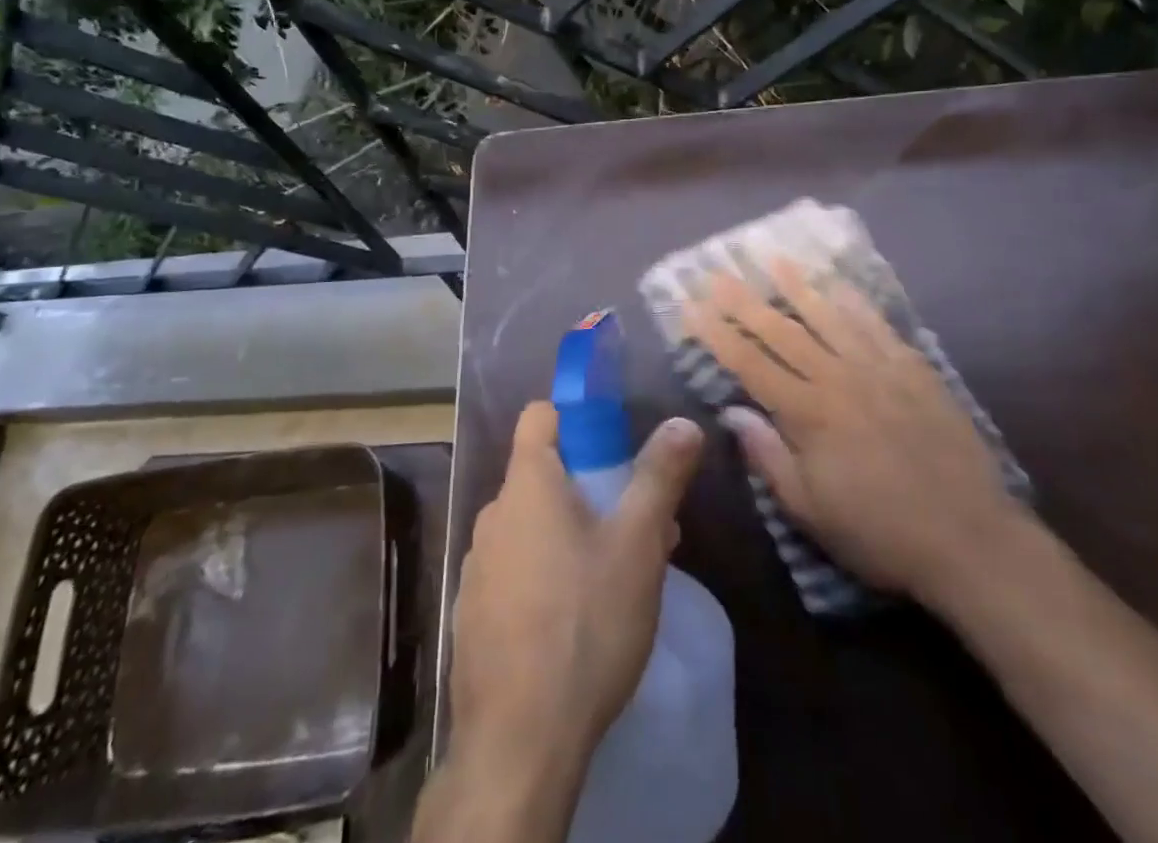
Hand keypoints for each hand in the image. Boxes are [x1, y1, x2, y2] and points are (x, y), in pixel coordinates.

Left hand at [441, 402, 704, 801]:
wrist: (518, 742)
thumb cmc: (584, 622)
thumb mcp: (637, 545)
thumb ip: (659, 477)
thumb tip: (683, 422)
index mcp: (527, 484)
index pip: (540, 415)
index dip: (575, 417)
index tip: (613, 442)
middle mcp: (493, 514)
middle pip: (544, 474)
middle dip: (592, 487)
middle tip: (637, 524)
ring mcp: (478, 565)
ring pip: (533, 524)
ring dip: (573, 532)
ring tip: (619, 575)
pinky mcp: (475, 611)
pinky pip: (517, 567)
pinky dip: (547, 571)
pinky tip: (579, 617)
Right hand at [684, 259, 1025, 612]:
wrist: (971, 540)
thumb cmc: (880, 533)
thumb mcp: (811, 510)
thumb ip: (768, 456)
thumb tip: (733, 412)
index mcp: (808, 414)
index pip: (749, 363)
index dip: (716, 333)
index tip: (690, 306)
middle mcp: (838, 379)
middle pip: (781, 331)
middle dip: (744, 300)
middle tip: (718, 272)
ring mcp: (878, 369)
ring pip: (828, 316)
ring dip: (797, 286)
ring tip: (773, 258)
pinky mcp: (914, 369)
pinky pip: (877, 325)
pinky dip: (854, 301)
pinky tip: (838, 284)